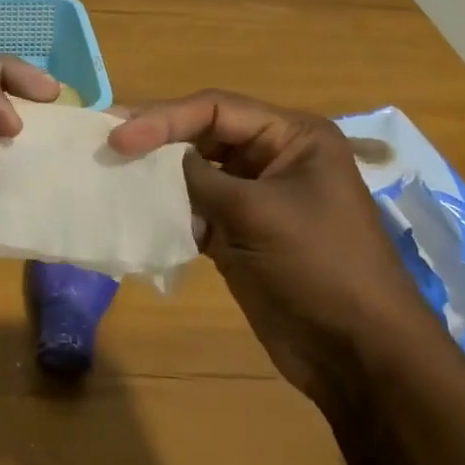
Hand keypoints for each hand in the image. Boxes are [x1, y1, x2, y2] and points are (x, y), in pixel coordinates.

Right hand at [109, 90, 434, 401]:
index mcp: (292, 136)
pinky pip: (194, 209)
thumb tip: (154, 161)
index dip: (164, 118)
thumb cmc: (320, 267)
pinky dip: (167, 210)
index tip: (120, 137)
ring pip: (194, 172)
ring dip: (157, 175)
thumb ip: (201, 179)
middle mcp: (272, 157)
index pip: (216, 109)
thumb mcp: (259, 214)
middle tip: (105, 139)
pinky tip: (136, 212)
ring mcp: (254, 197)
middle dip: (157, 138)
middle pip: (202, 134)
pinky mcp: (239, 233)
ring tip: (111, 172)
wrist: (359, 356)